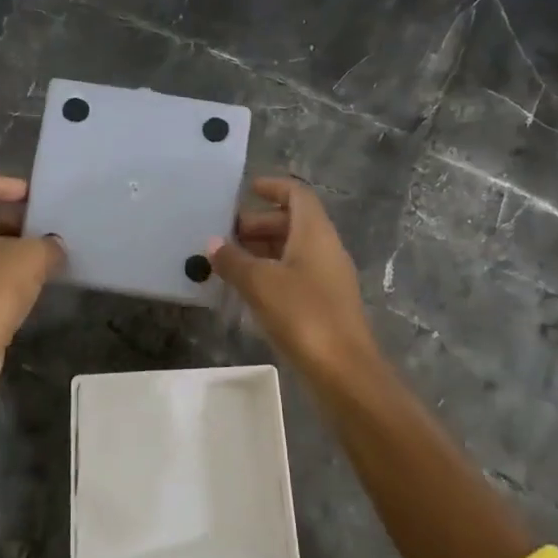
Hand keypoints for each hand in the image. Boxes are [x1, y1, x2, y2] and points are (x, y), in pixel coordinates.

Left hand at [0, 175, 64, 381]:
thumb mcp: (32, 259)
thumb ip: (49, 244)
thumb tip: (54, 246)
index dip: (3, 184)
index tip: (33, 197)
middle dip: (14, 219)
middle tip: (45, 230)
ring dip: (12, 248)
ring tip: (46, 258)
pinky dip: (3, 272)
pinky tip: (31, 286)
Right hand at [211, 177, 378, 383]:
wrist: (343, 369)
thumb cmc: (302, 315)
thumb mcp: (259, 283)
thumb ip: (233, 261)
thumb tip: (214, 244)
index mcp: (315, 233)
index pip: (297, 195)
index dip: (273, 187)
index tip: (247, 189)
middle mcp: (326, 248)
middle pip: (293, 222)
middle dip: (259, 223)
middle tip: (226, 234)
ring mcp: (328, 277)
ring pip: (293, 250)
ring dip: (263, 250)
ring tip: (229, 262)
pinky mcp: (325, 303)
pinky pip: (295, 274)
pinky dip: (271, 272)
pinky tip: (248, 290)